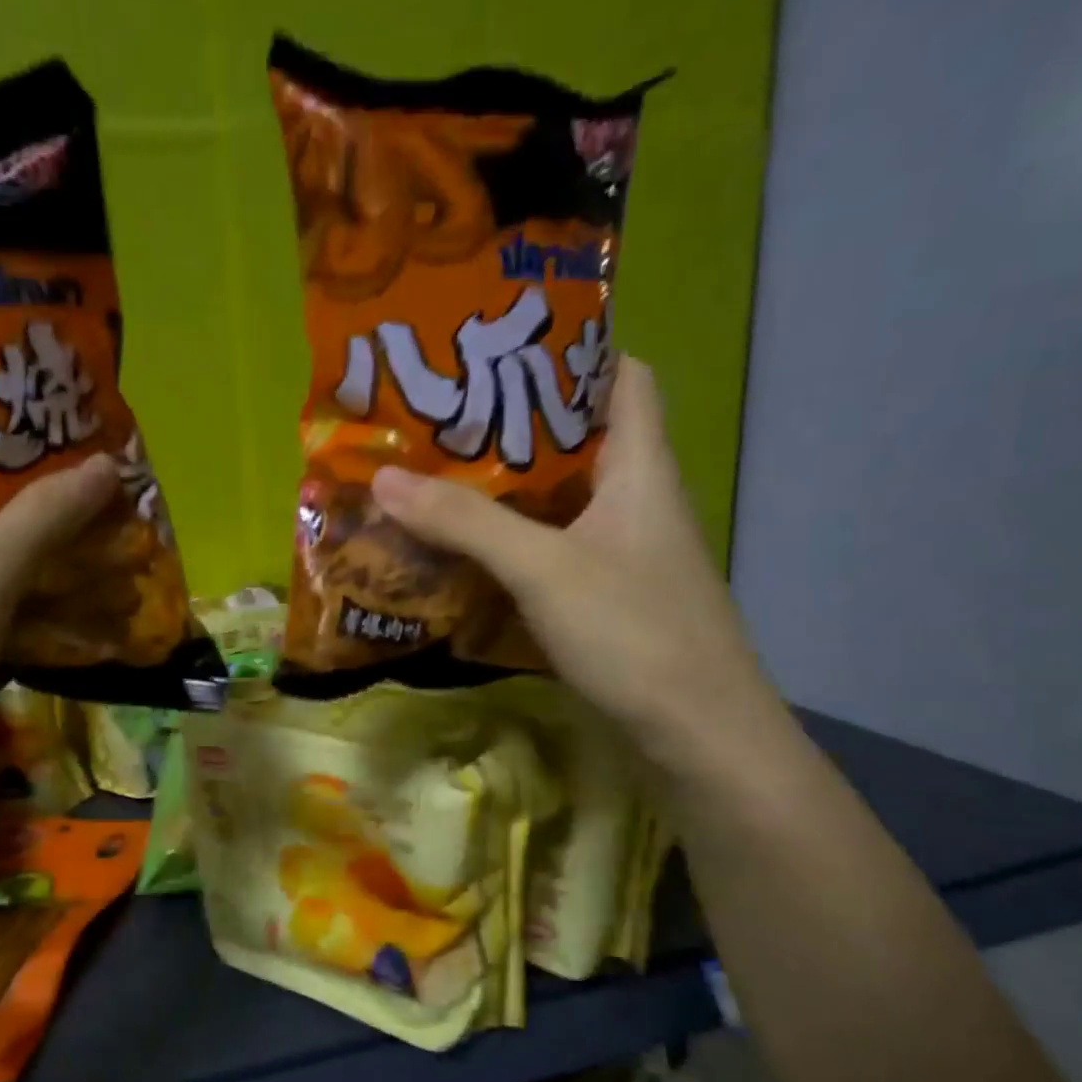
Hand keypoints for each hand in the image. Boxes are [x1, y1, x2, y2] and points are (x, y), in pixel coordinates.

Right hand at [370, 356, 786, 772]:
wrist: (698, 734)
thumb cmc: (634, 632)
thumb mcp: (543, 568)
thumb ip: (466, 521)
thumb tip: (384, 478)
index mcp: (641, 467)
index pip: (622, 376)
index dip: (573, 350)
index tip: (502, 347)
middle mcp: (639, 500)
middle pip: (580, 438)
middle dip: (515, 422)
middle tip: (443, 414)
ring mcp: (626, 552)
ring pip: (563, 499)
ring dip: (508, 488)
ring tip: (439, 475)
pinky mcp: (611, 597)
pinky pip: (556, 549)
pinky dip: (514, 543)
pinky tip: (469, 551)